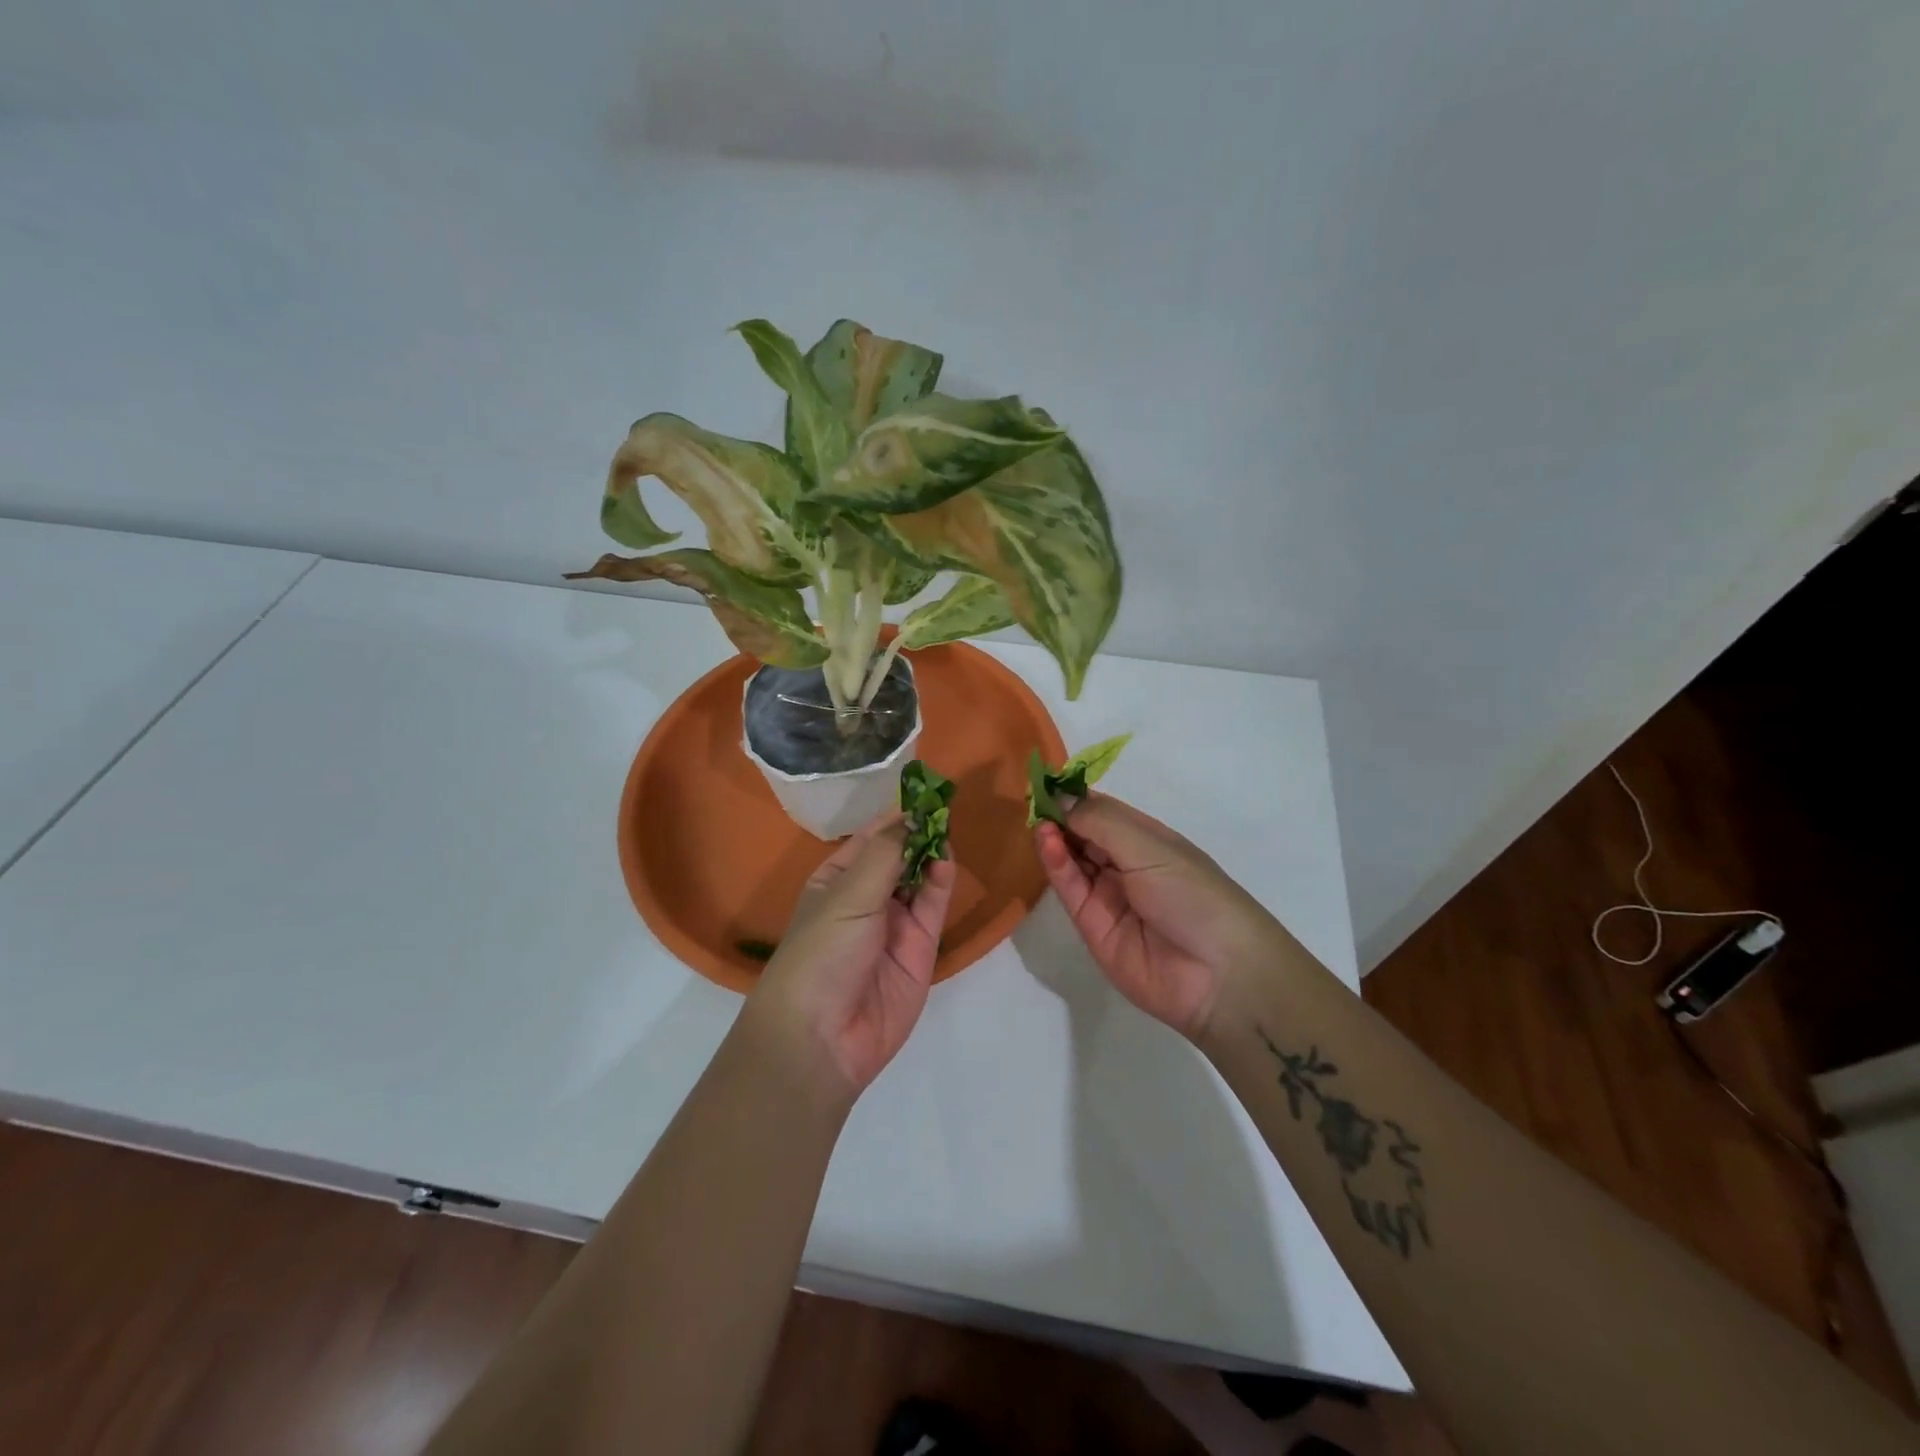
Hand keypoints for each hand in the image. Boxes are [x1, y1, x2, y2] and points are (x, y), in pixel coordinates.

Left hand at [750, 815, 956, 1098]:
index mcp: (834, 881)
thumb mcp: (847, 895)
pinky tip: (945, 859)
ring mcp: (894, 924)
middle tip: (944, 803)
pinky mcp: (920, 949)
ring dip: (930, 853)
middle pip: (898, 856)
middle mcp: (865, 899)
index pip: (869, 839)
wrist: (823, 1038)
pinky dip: (941, 882)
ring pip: (919, 879)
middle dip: (917, 832)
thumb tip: (910, 816)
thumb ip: (885, 854)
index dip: (894, 816)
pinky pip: (933, 907)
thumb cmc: (821, 953)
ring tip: (946, 826)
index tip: (923, 790)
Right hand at [1034, 793, 1281, 1040]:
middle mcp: (1126, 865)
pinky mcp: (1092, 926)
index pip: (1103, 811)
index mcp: (1148, 840)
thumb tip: (1061, 796)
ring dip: (1056, 838)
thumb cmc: (1193, 893)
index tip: (1047, 780)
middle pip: (1084, 835)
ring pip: (1073, 861)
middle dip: (1061, 816)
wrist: (1218, 974)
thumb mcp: (1149, 846)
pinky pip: (1070, 889)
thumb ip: (1100, 821)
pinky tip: (1046, 841)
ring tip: (1039, 821)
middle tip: (1033, 799)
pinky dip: (1056, 864)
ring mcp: (1108, 896)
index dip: (1076, 797)